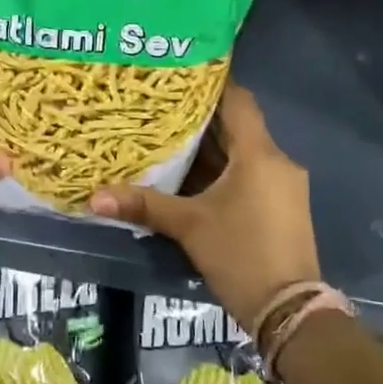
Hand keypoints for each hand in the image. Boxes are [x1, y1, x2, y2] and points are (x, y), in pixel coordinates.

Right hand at [90, 83, 317, 329]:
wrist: (288, 310)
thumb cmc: (240, 255)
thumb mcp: (188, 226)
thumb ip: (144, 205)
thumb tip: (93, 196)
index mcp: (259, 154)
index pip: (238, 100)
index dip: (212, 83)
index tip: (180, 73)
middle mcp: (277, 161)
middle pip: (238, 126)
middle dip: (202, 117)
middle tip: (162, 106)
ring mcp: (284, 184)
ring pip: (244, 152)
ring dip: (212, 146)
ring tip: (170, 136)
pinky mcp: (283, 205)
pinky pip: (251, 172)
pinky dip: (224, 168)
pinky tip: (194, 175)